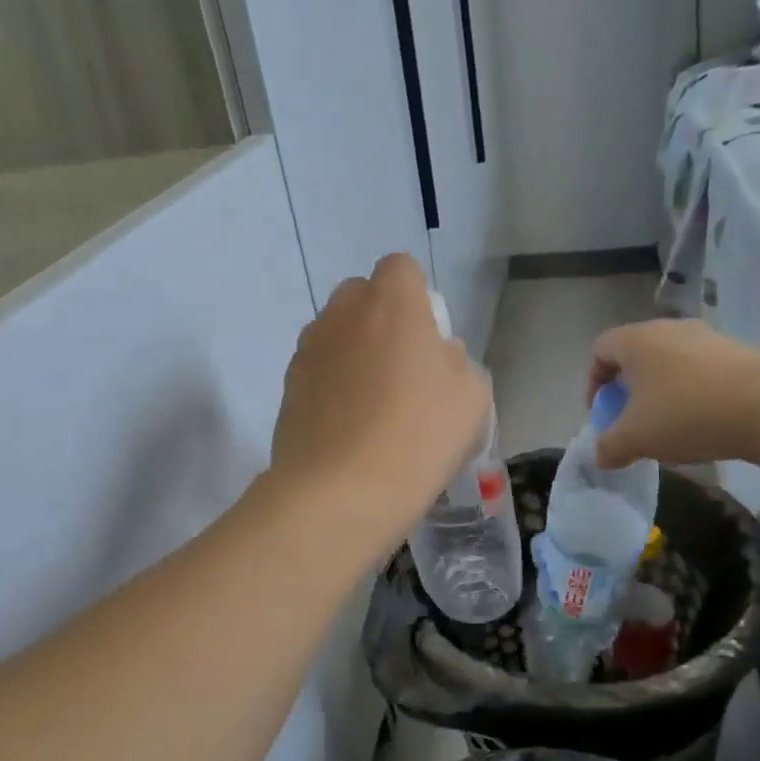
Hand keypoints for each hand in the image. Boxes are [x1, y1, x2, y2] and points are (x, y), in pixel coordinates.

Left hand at [269, 254, 491, 557]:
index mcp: (391, 301)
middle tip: (403, 371)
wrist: (341, 492)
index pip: (401, 268)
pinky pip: (318, 372)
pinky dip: (332, 387)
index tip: (427, 340)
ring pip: (336, 334)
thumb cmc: (418, 435)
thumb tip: (436, 358)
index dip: (416, 298)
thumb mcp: (472, 397)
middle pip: (362, 297)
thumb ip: (457, 363)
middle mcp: (342, 313)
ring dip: (354, 354)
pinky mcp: (287, 387)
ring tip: (373, 407)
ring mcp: (308, 349)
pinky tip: (348, 430)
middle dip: (381, 321)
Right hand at [588, 319, 759, 469]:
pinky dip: (693, 393)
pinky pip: (702, 371)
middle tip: (633, 422)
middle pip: (636, 355)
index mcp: (637, 340)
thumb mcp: (636, 439)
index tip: (602, 413)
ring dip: (662, 392)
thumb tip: (601, 455)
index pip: (600, 348)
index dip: (593, 382)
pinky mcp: (739, 352)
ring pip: (670, 362)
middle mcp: (670, 328)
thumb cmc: (687, 414)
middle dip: (629, 389)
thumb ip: (609, 447)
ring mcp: (708, 337)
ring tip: (670, 427)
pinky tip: (704, 423)